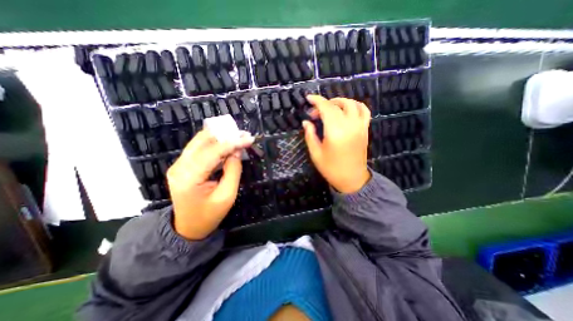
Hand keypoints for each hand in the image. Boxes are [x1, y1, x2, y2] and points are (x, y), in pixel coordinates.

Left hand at [167, 129, 252, 237]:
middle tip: (243, 134)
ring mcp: (178, 165)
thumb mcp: (227, 196)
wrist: (188, 227)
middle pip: (202, 141)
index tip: (249, 138)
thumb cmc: (210, 215)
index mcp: (189, 177)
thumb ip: (233, 170)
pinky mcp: (182, 165)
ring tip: (237, 137)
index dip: (232, 143)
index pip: (213, 152)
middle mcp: (179, 167)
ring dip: (220, 137)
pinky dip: (214, 144)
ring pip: (199, 142)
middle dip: (225, 135)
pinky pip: (199, 148)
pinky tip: (227, 144)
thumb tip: (237, 151)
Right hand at [304, 95, 371, 193]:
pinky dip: (355, 105)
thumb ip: (310, 135)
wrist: (352, 179)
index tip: (308, 98)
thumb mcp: (316, 153)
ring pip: (352, 104)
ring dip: (339, 101)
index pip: (326, 108)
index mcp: (335, 131)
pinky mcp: (365, 129)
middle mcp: (349, 125)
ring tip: (330, 107)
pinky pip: (364, 110)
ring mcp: (360, 126)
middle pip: (337, 105)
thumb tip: (306, 122)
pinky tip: (348, 109)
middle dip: (323, 104)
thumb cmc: (331, 168)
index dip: (317, 100)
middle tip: (314, 113)